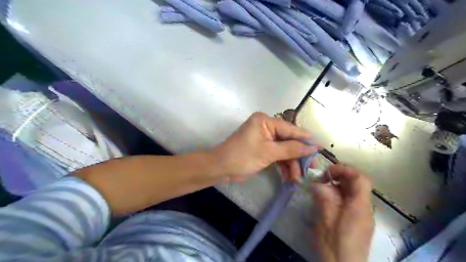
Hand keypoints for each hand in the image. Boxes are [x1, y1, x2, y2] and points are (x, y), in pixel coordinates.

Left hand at [212, 111, 316, 181]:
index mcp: (265, 121)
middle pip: (288, 141)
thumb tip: (313, 147)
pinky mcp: (263, 150)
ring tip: (298, 178)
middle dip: (298, 156)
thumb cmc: (243, 156)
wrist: (221, 169)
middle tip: (311, 168)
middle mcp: (266, 127)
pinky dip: (283, 166)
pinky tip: (290, 177)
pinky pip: (277, 156)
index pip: (290, 129)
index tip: (320, 149)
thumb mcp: (269, 152)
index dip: (305, 139)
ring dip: (291, 164)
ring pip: (284, 150)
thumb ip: (291, 149)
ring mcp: (264, 139)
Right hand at [309, 165, 373, 261]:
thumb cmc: (334, 246)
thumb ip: (324, 198)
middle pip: (358, 184)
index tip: (327, 172)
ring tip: (321, 187)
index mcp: (359, 207)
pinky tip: (326, 200)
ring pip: (353, 192)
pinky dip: (339, 195)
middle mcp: (365, 209)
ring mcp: (362, 216)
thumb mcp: (325, 220)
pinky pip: (350, 201)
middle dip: (339, 176)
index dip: (345, 169)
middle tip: (322, 178)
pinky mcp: (357, 222)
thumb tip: (318, 183)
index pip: (361, 179)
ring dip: (338, 185)